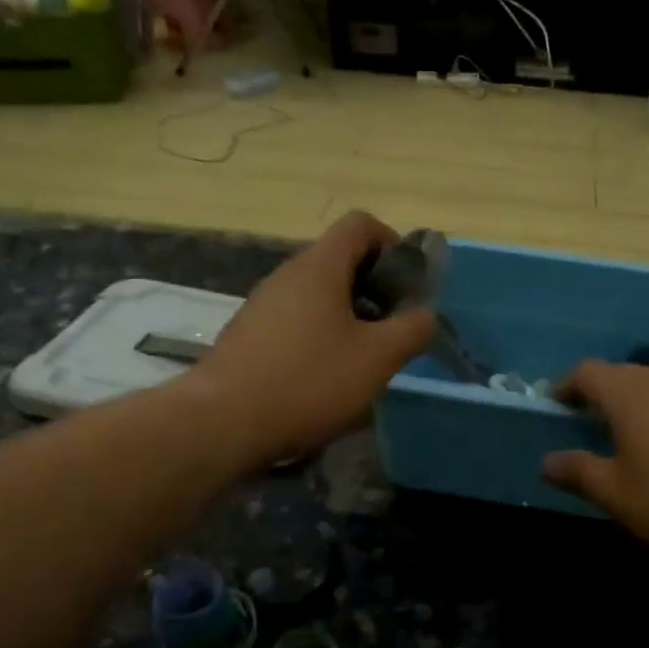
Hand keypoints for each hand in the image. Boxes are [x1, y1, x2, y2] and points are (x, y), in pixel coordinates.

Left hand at [188, 212, 435, 470]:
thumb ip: (412, 330)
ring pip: (319, 294)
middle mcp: (288, 274)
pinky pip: (297, 319)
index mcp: (319, 267)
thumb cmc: (308, 381)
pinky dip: (321, 336)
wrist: (222, 423)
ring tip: (362, 360)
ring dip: (350, 317)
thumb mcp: (377, 358)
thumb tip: (425, 315)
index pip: (361, 224)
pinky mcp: (249, 334)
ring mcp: (263, 304)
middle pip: (341, 259)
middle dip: (375, 289)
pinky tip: (324, 378)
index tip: (406, 287)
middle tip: (391, 330)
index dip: (393, 244)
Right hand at [543, 361, 648, 559]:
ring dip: (644, 402)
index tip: (557, 405)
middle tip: (593, 421)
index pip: (587, 372)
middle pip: (625, 374)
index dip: (567, 386)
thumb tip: (547, 461)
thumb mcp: (618, 495)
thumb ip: (579, 472)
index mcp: (629, 395)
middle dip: (604, 393)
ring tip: (640, 433)